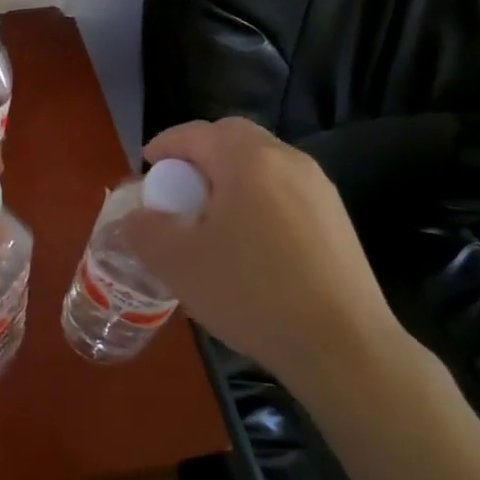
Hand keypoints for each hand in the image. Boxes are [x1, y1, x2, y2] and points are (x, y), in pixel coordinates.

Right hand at [120, 118, 409, 404]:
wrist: (344, 347)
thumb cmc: (252, 294)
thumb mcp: (178, 264)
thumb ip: (145, 231)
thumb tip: (135, 217)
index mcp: (247, 160)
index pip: (197, 133)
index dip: (166, 144)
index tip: (147, 166)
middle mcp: (287, 160)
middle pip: (234, 138)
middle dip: (201, 154)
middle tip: (179, 188)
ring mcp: (319, 188)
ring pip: (263, 164)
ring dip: (231, 177)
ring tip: (212, 218)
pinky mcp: (337, 218)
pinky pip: (285, 190)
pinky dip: (258, 198)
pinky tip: (251, 243)